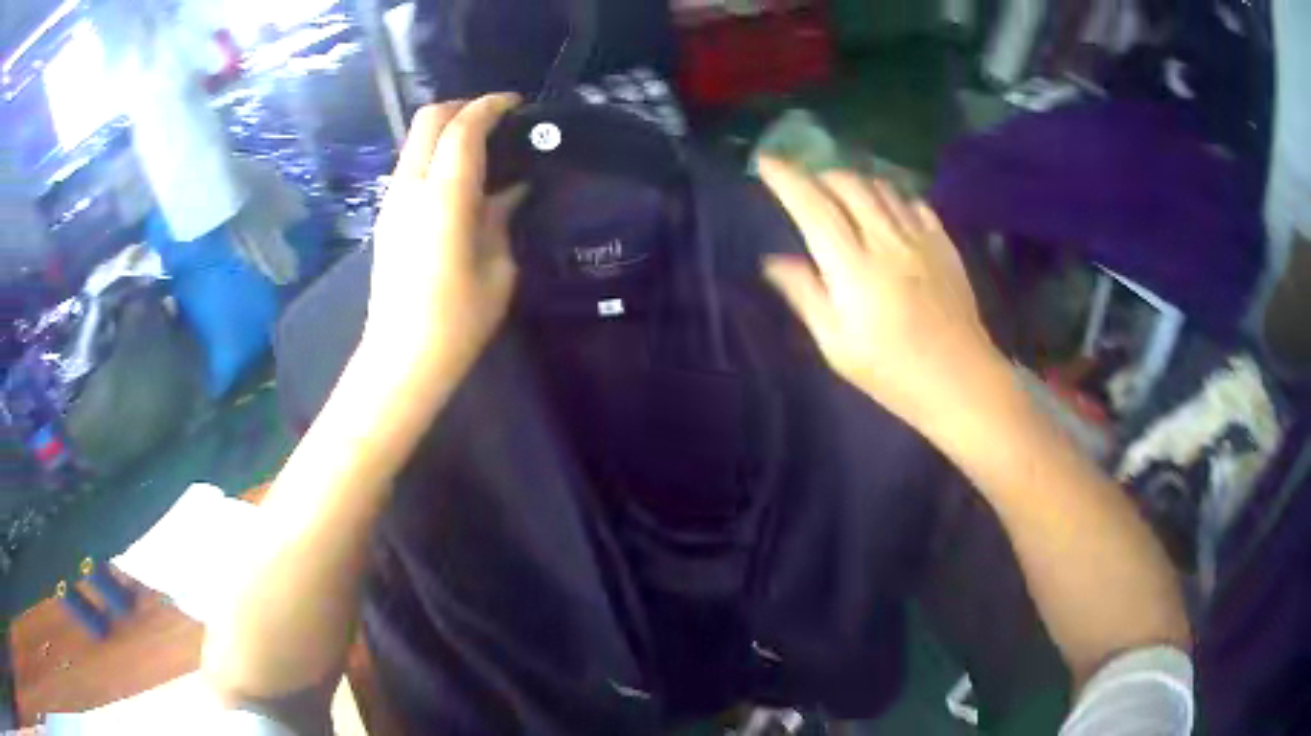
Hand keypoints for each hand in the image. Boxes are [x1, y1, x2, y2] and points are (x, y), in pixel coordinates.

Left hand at [363, 95, 526, 376]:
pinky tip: (459, 182)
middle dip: (463, 107)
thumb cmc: (457, 320)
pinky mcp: (386, 218)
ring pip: (415, 141)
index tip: (517, 104)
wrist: (401, 358)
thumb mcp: (498, 267)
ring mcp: (392, 201)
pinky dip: (435, 156)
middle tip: (496, 121)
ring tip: (482, 150)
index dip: (491, 106)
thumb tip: (510, 191)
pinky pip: (411, 167)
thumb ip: (502, 217)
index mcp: (442, 194)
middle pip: (428, 119)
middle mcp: (410, 186)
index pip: (463, 127)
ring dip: (447, 132)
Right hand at [759, 158, 1003, 432]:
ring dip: (855, 182)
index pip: (813, 207)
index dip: (786, 179)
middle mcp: (886, 240)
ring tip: (843, 195)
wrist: (960, 380)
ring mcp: (920, 238)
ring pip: (882, 187)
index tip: (765, 161)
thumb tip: (774, 261)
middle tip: (807, 186)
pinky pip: (914, 203)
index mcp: (853, 267)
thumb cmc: (892, 372)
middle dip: (820, 175)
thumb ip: (806, 295)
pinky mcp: (944, 244)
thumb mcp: (837, 345)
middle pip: (848, 185)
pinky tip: (889, 212)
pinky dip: (892, 197)